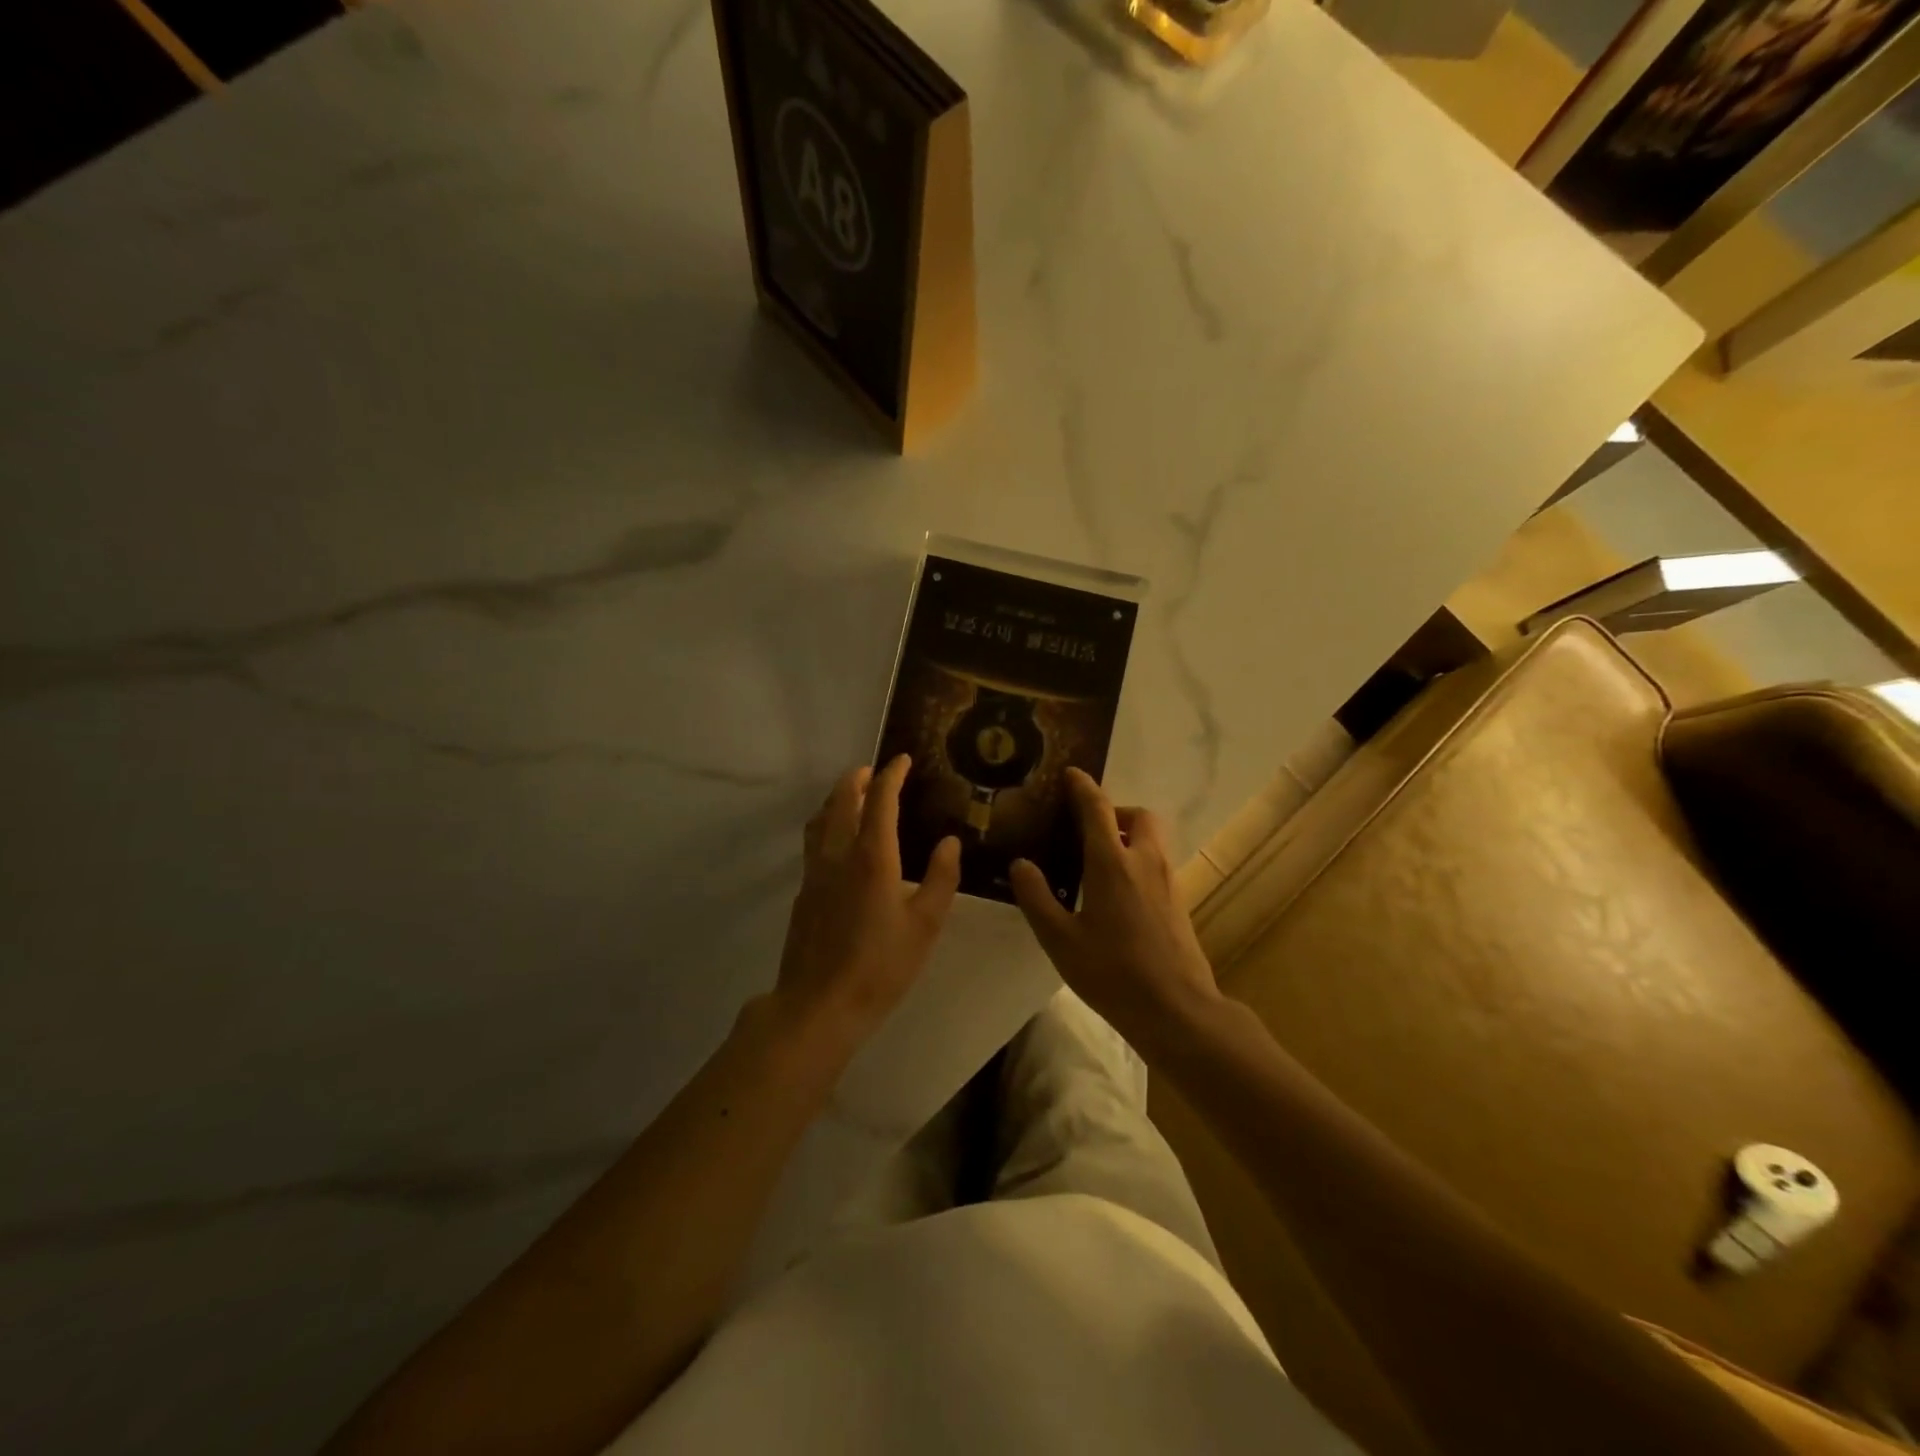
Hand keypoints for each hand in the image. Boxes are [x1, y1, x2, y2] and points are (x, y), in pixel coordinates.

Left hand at [772, 755, 961, 1057]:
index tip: (902, 760)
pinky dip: (827, 824)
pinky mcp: (803, 892)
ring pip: (821, 819)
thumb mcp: (925, 925)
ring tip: (852, 795)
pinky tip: (837, 840)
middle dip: (858, 779)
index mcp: (872, 857)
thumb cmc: (880, 966)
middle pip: (842, 801)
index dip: (891, 775)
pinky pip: (813, 842)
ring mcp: (815, 872)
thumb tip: (950, 841)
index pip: (880, 800)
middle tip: (874, 771)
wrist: (819, 1004)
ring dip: (837, 798)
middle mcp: (838, 854)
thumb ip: (941, 878)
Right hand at [1010, 768, 1221, 1047]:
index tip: (1071, 773)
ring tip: (1098, 859)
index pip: (1098, 808)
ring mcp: (1167, 881)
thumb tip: (1021, 864)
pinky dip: (1138, 858)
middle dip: (1116, 810)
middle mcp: (1144, 861)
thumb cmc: (1113, 972)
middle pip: (1139, 815)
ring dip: (1129, 834)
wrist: (1177, 1009)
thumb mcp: (1060, 939)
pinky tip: (1117, 891)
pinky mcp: (1179, 901)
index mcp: (1112, 862)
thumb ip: (1037, 897)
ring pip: (1152, 839)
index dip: (1083, 786)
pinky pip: (1157, 862)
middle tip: (1089, 828)